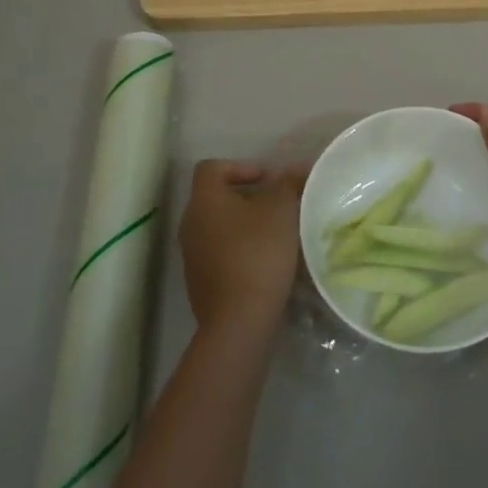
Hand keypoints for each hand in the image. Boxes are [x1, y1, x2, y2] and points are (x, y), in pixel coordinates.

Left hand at [179, 159, 307, 336]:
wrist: (238, 321)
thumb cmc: (257, 253)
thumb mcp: (281, 210)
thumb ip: (288, 183)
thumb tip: (297, 168)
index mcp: (203, 200)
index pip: (212, 167)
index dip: (241, 166)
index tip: (268, 180)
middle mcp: (190, 223)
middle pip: (217, 197)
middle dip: (248, 197)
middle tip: (277, 205)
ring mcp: (192, 255)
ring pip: (219, 227)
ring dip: (245, 225)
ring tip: (276, 234)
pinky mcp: (200, 282)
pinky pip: (220, 253)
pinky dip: (240, 250)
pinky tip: (265, 262)